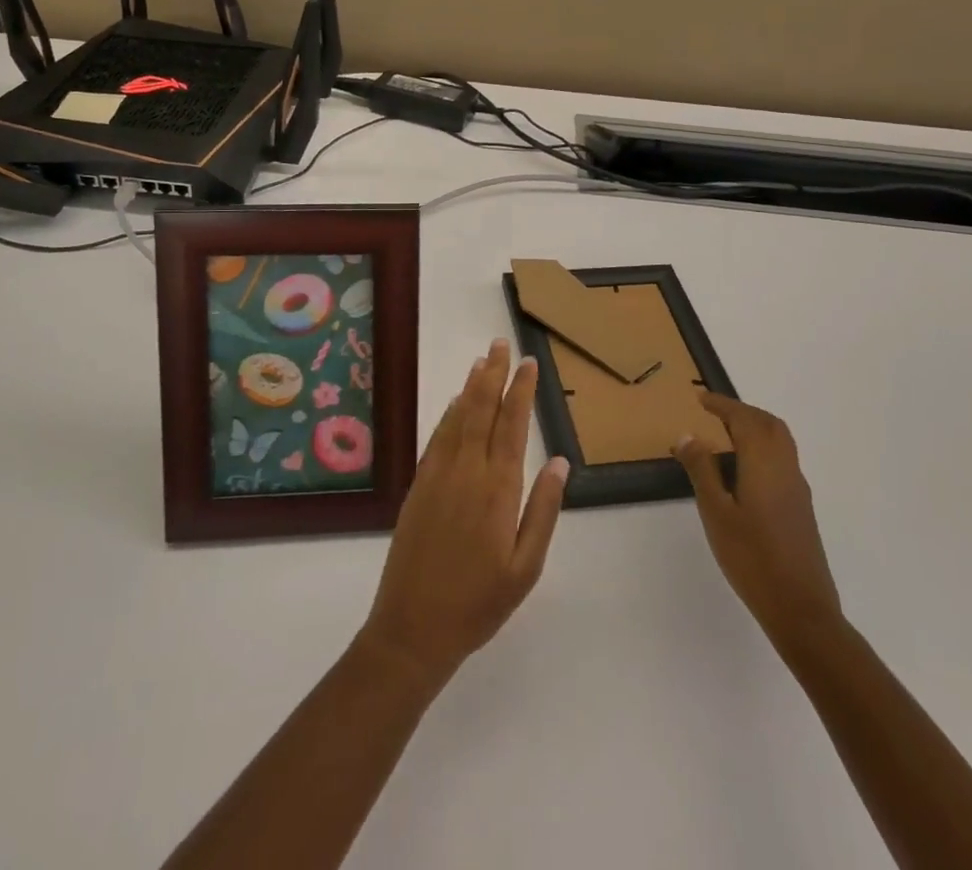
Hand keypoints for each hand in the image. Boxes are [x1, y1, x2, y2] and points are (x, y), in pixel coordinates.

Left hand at [359, 339, 567, 687]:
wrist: (413, 627)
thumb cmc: (479, 603)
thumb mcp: (525, 567)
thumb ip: (543, 510)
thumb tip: (559, 461)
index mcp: (498, 489)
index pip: (512, 425)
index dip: (521, 391)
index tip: (529, 364)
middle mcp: (467, 471)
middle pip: (482, 410)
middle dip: (494, 374)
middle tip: (501, 344)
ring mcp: (439, 474)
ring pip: (458, 417)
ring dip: (471, 386)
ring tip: (482, 360)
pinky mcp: (419, 484)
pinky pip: (438, 437)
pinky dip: (449, 414)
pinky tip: (456, 402)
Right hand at [674, 394, 841, 650]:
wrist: (801, 610)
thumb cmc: (752, 557)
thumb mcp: (716, 512)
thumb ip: (702, 470)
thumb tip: (688, 435)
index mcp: (765, 463)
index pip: (744, 419)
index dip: (723, 405)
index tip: (700, 398)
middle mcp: (786, 468)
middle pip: (769, 424)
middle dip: (742, 412)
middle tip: (714, 413)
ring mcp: (798, 489)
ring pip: (780, 442)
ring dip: (755, 429)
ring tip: (725, 437)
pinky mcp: (801, 508)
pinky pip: (782, 460)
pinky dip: (763, 449)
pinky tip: (743, 472)